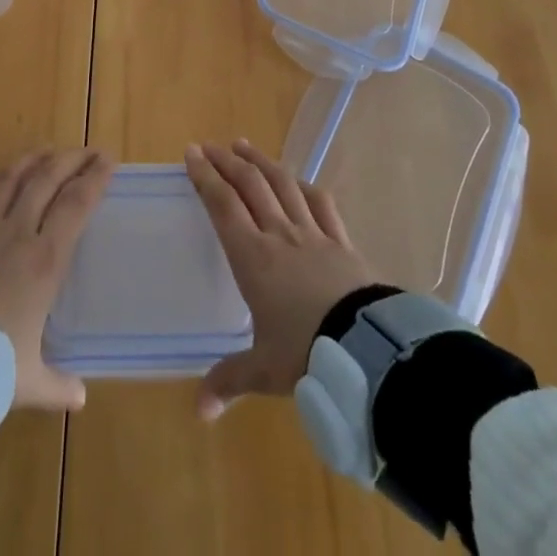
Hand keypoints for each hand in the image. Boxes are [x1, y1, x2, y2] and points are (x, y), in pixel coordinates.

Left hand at [0, 147, 113, 412]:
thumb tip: (80, 397)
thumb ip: (57, 386)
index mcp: (45, 260)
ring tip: (43, 153)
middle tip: (87, 151)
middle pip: (46, 180)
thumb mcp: (27, 382)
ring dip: (28, 162)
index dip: (95, 178)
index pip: (76, 205)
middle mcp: (17, 233)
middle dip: (70, 159)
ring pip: (8, 181)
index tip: (109, 161)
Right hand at [185, 139, 377, 420]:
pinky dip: (304, 186)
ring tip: (245, 146)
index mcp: (253, 258)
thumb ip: (230, 381)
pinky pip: (320, 204)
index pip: (223, 206)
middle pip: (250, 185)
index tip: (192, 153)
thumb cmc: (306, 353)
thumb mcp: (264, 370)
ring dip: (261, 162)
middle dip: (227, 162)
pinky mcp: (341, 240)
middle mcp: (279, 234)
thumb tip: (199, 411)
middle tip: (211, 146)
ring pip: (283, 184)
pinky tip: (298, 179)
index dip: (205, 177)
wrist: (365, 346)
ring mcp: (312, 233)